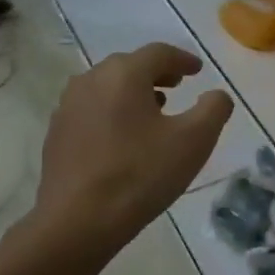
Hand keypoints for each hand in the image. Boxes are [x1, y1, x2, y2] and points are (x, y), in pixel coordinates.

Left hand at [32, 43, 233, 250]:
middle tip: (177, 86)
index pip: (159, 53)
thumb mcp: (194, 141)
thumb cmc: (141, 174)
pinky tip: (123, 137)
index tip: (198, 71)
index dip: (183, 59)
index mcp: (124, 74)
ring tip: (153, 111)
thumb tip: (217, 95)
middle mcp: (91, 79)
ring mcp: (68, 106)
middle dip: (156, 73)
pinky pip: (91, 110)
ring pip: (107, 87)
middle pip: (130, 66)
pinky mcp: (57, 133)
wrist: (78, 221)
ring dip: (133, 92)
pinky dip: (113, 112)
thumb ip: (214, 109)